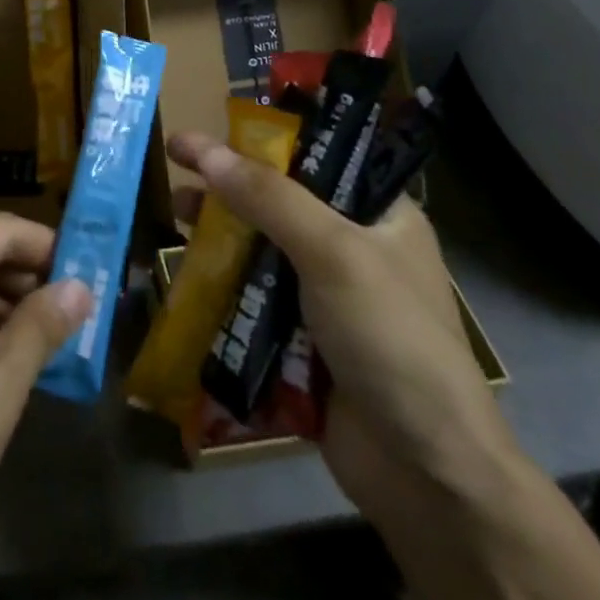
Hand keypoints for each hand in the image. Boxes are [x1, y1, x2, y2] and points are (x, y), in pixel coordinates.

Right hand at [166, 133, 512, 518]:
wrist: (424, 474)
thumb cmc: (390, 339)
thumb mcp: (334, 254)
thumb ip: (269, 198)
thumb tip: (204, 149)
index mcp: (381, 216)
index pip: (319, 157)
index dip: (265, 139)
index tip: (214, 125)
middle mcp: (354, 248)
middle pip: (280, 201)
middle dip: (230, 184)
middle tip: (179, 163)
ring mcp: (326, 296)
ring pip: (261, 248)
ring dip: (219, 231)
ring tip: (175, 213)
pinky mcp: (301, 338)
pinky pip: (253, 295)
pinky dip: (221, 280)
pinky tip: (186, 269)